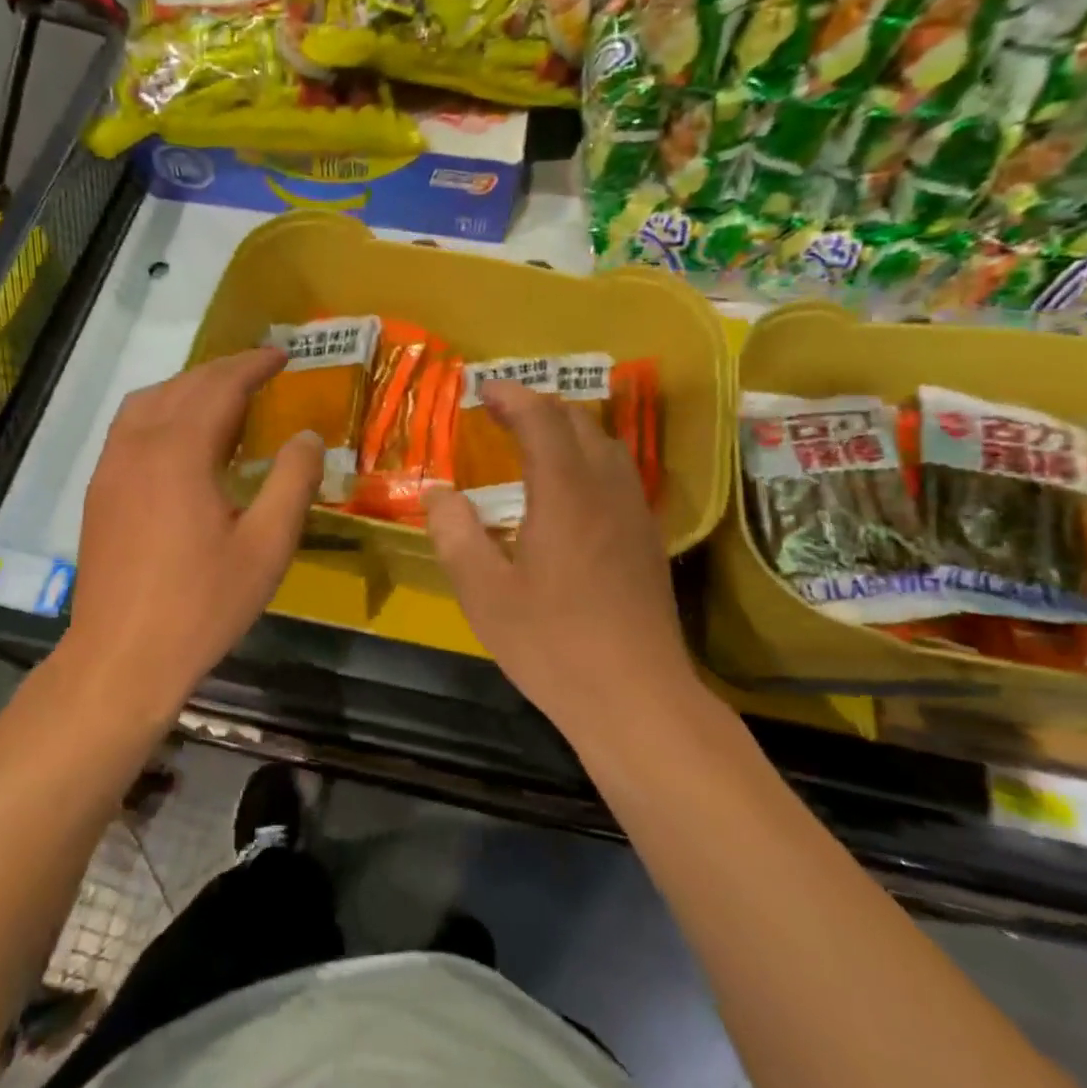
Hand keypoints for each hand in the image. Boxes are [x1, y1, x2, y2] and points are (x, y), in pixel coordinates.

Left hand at [66, 349, 323, 713]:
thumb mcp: (267, 546)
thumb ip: (292, 482)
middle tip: (262, 372)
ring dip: (190, 387)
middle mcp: (139, 445)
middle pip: (184, 386)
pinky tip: (182, 437)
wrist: (121, 658)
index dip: (254, 365)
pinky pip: (131, 426)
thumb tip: (307, 436)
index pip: (220, 386)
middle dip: (225, 371)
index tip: (283, 355)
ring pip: (150, 401)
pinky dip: (162, 410)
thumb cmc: (202, 604)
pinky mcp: (99, 489)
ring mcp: (111, 466)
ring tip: (225, 398)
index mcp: (180, 452)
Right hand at [426, 381, 701, 738]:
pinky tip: (571, 488)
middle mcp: (606, 491)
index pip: (541, 420)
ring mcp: (634, 514)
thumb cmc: (553, 645)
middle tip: (501, 413)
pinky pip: (619, 474)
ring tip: (534, 440)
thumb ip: (455, 535)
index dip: (512, 397)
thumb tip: (439, 493)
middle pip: (579, 423)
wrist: (638, 698)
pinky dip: (589, 458)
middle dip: (538, 406)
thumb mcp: (485, 594)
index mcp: (565, 494)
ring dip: (568, 429)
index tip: (483, 389)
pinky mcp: (647, 540)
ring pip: (606, 446)